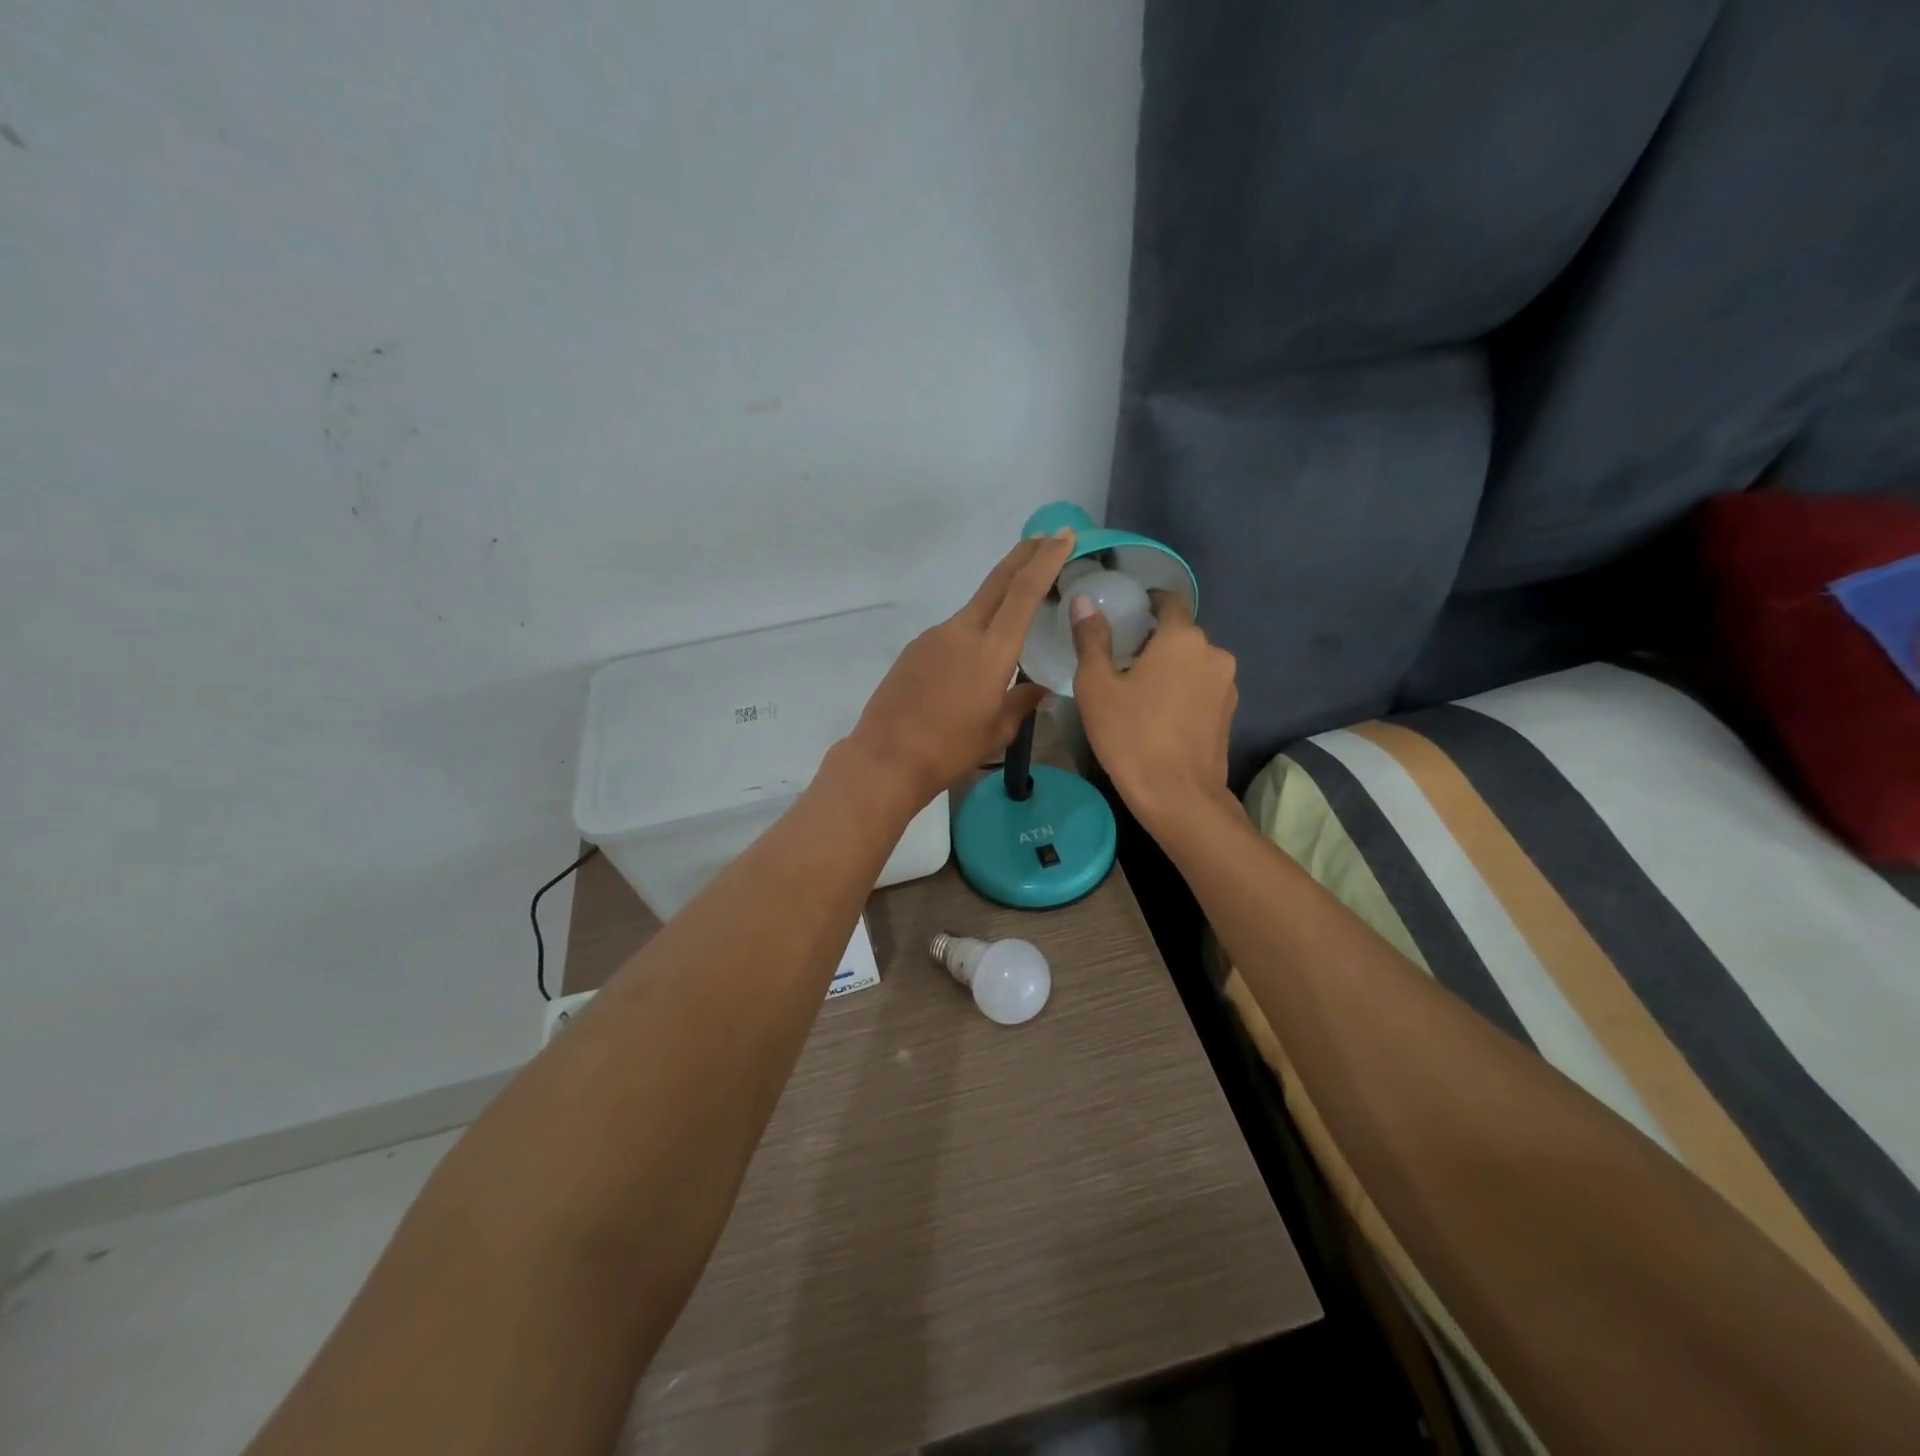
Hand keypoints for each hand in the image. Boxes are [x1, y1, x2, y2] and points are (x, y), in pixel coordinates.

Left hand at [846, 531, 1076, 808]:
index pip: (1024, 593)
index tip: (1063, 536)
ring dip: (998, 602)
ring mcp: (934, 637)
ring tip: (1016, 617)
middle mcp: (961, 632)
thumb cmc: (949, 750)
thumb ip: (1021, 703)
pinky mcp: (915, 649)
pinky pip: (953, 633)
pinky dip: (972, 633)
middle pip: (997, 582)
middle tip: (1047, 538)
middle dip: (1024, 556)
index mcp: (991, 651)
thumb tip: (1040, 690)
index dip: (1046, 561)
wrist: (885, 759)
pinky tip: (972, 663)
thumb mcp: (996, 732)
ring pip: (974, 609)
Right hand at [1071, 590, 1238, 833]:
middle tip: (1120, 659)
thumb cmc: (1131, 735)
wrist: (1178, 796)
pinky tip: (1160, 713)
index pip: (1169, 601)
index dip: (1148, 602)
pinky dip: (1182, 689)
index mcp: (1182, 638)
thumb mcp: (1097, 686)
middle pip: (1181, 634)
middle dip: (1154, 640)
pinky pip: (1202, 687)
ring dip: (1170, 667)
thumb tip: (1084, 601)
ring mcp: (1227, 685)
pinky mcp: (1229, 713)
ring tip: (1139, 690)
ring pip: (1193, 662)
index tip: (1126, 614)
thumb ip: (1091, 639)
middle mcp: (1213, 653)